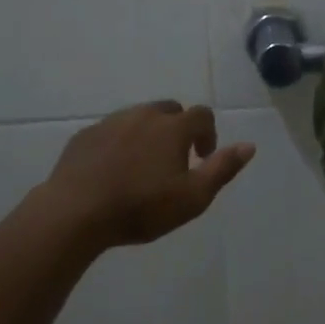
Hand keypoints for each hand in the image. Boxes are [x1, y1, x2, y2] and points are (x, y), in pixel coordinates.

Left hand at [41, 102, 255, 249]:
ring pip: (138, 118)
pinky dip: (119, 143)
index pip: (202, 115)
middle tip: (174, 160)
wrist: (75, 213)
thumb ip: (223, 168)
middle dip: (178, 129)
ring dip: (148, 134)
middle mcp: (143, 115)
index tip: (201, 158)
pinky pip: (110, 131)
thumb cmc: (141, 207)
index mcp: (173, 127)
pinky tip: (113, 170)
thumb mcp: (193, 197)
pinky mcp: (84, 136)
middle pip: (169, 110)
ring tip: (143, 166)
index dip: (208, 134)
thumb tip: (249, 145)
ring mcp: (110, 122)